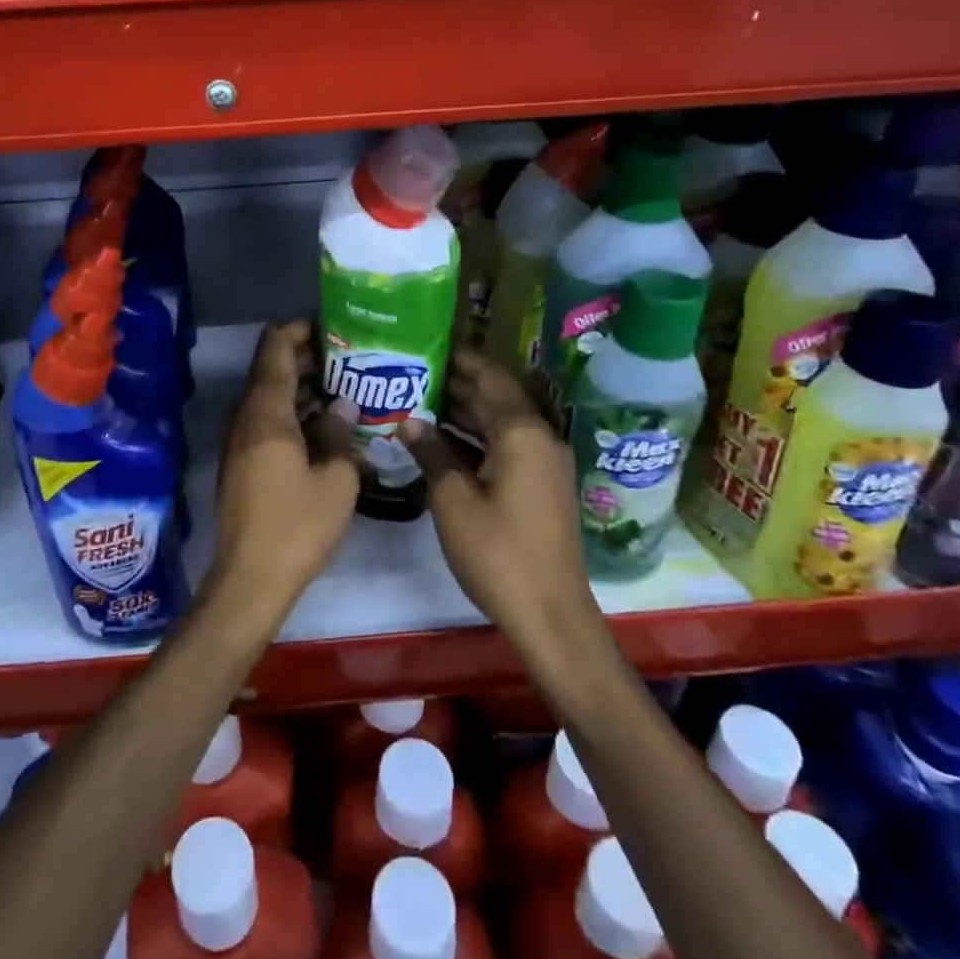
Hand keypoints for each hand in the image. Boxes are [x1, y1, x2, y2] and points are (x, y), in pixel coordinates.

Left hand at [209, 321, 359, 621]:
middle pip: (271, 368)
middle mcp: (246, 416)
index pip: (276, 348)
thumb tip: (344, 405)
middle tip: (348, 354)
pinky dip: (292, 409)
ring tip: (343, 382)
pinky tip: (323, 422)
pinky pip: (266, 419)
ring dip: (301, 384)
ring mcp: (239, 439)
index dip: (299, 329)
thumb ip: (339, 433)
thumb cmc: (297, 524)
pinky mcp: (241, 460)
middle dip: (306, 356)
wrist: (251, 577)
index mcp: (266, 411)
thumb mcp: (336, 479)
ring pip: (269, 395)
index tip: (332, 324)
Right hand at [402, 349, 605, 649]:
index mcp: (522, 432)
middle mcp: (540, 437)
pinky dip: (478, 437)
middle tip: (414, 370)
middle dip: (459, 383)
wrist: (551, 615)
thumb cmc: (498, 553)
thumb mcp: (453, 500)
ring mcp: (545, 463)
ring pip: (502, 422)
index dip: (461, 359)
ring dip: (467, 410)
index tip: (428, 343)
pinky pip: (507, 444)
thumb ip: (431, 453)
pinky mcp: (542, 485)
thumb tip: (408, 420)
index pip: (490, 377)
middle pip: (498, 396)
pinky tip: (444, 440)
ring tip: (421, 398)